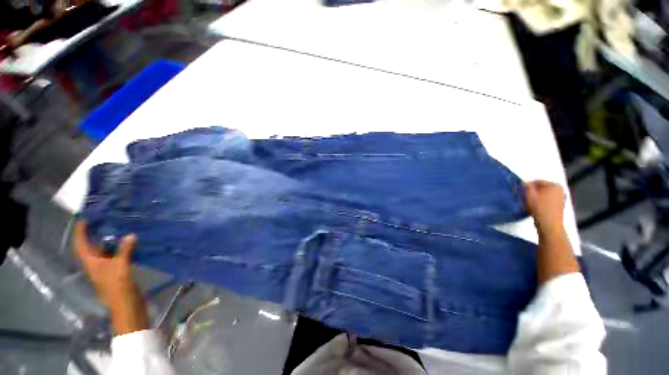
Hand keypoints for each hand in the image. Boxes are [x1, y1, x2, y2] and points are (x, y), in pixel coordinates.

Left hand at [74, 221, 148, 334]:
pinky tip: (130, 243)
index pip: (82, 245)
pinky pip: (117, 256)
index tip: (84, 220)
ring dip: (110, 241)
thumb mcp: (121, 267)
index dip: (81, 233)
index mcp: (92, 263)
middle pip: (92, 247)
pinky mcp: (118, 271)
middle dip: (95, 235)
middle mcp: (96, 265)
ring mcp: (107, 269)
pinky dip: (121, 248)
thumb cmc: (118, 286)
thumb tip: (131, 235)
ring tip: (118, 229)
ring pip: (106, 251)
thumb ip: (124, 250)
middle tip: (104, 221)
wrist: (127, 304)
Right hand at [525, 180, 565, 236]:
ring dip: (535, 197)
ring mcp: (560, 198)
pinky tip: (535, 207)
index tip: (519, 191)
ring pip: (543, 194)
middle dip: (531, 191)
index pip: (537, 181)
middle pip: (541, 188)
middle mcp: (560, 190)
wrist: (549, 223)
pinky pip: (547, 200)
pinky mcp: (558, 206)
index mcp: (554, 185)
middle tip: (523, 196)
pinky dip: (540, 202)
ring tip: (528, 202)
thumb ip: (526, 186)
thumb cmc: (539, 208)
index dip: (526, 186)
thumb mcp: (529, 194)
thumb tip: (524, 183)